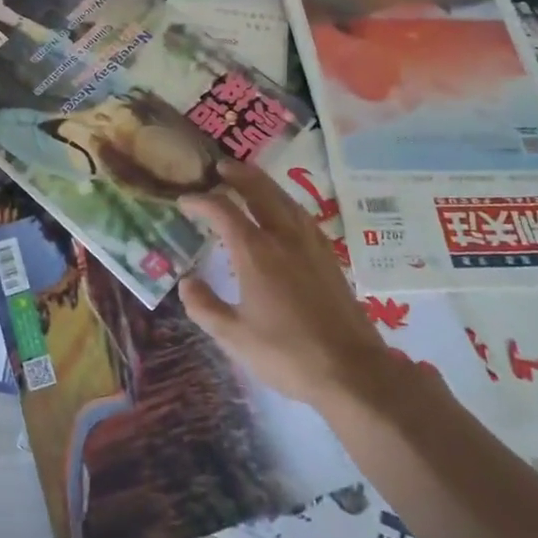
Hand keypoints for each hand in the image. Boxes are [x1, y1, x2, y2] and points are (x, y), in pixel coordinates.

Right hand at [177, 160, 391, 411]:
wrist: (352, 371)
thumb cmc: (287, 354)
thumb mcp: (234, 337)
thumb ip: (204, 306)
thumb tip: (186, 282)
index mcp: (255, 252)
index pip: (222, 211)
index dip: (200, 201)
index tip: (185, 201)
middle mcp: (283, 237)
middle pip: (259, 190)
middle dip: (238, 175)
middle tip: (220, 167)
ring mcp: (310, 244)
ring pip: (284, 199)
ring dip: (263, 183)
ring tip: (249, 180)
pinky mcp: (329, 257)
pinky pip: (301, 215)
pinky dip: (284, 202)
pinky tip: (284, 211)